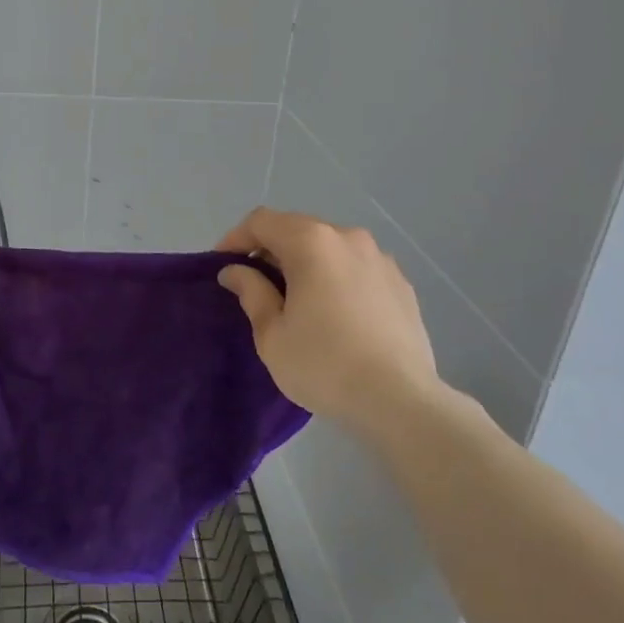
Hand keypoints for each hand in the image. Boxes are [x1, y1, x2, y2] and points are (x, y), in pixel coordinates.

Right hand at [217, 207, 455, 431]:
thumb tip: (235, 271)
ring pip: (330, 247)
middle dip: (270, 250)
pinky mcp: (401, 283)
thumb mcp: (272, 334)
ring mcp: (380, 258)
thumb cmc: (324, 365)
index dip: (235, 238)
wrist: (400, 400)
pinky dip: (336, 277)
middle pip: (298, 229)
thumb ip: (251, 292)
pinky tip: (335, 313)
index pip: (262, 222)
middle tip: (254, 284)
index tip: (222, 266)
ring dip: (306, 263)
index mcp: (311, 243)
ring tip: (296, 299)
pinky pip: (356, 268)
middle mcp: (348, 238)